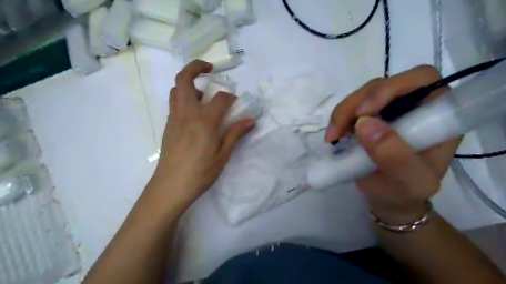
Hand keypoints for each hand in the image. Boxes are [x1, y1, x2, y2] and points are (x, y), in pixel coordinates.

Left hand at [149, 61, 254, 208]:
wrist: (170, 187)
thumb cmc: (200, 173)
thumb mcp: (222, 155)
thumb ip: (235, 134)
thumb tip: (251, 120)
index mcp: (204, 121)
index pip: (220, 98)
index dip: (231, 98)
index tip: (237, 104)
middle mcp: (187, 114)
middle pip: (184, 80)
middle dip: (197, 67)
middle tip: (210, 69)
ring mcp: (174, 118)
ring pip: (176, 90)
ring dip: (189, 83)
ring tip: (203, 92)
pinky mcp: (168, 126)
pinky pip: (175, 103)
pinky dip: (184, 97)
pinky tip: (196, 113)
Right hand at [328, 65, 460, 223]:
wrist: (388, 198)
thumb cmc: (404, 193)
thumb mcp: (407, 182)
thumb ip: (394, 156)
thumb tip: (364, 123)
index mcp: (436, 116)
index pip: (421, 80)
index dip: (391, 88)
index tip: (365, 112)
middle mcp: (413, 106)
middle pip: (382, 85)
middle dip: (356, 104)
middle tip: (339, 130)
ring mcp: (388, 110)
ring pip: (362, 96)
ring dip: (343, 113)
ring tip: (333, 137)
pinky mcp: (369, 118)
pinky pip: (350, 108)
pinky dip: (338, 119)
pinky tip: (334, 137)